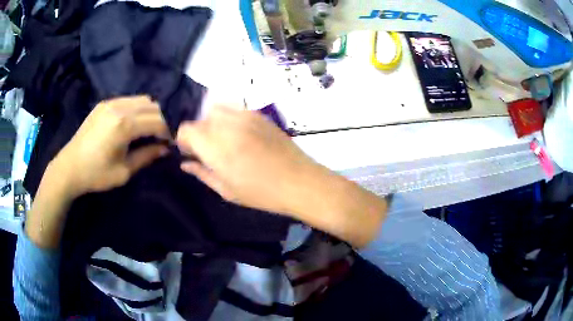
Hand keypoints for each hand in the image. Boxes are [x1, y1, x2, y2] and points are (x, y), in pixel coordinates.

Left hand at [50, 95, 169, 197]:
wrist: (69, 167)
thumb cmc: (96, 174)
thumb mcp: (124, 171)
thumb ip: (146, 156)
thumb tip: (165, 149)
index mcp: (124, 125)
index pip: (157, 120)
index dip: (167, 131)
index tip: (169, 143)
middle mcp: (119, 107)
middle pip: (152, 105)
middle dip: (161, 120)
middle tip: (160, 137)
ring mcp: (110, 102)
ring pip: (141, 99)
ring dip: (149, 112)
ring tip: (147, 129)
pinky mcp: (103, 104)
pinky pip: (128, 100)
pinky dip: (136, 109)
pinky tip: (132, 123)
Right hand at [176, 105, 387, 247]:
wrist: (300, 181)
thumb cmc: (261, 193)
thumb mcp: (226, 190)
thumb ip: (202, 173)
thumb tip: (185, 164)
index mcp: (216, 147)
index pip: (186, 129)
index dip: (184, 140)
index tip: (190, 152)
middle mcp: (227, 125)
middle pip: (200, 118)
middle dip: (198, 132)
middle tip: (207, 150)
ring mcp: (245, 116)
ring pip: (216, 109)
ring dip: (212, 123)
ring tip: (223, 141)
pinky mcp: (259, 114)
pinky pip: (235, 109)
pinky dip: (229, 118)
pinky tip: (239, 135)